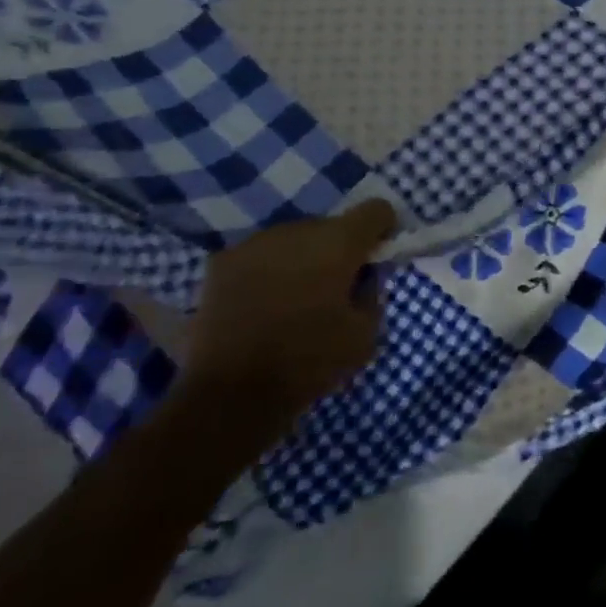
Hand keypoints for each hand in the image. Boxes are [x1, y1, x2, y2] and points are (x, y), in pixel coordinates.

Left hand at [179, 199, 397, 446]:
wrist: (228, 396)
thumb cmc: (307, 362)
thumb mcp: (366, 334)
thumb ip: (373, 293)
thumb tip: (366, 276)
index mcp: (339, 242)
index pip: (376, 210)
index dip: (383, 231)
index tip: (376, 258)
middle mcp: (298, 229)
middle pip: (332, 225)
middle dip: (338, 249)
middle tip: (333, 288)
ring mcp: (256, 243)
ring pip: (294, 239)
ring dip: (302, 259)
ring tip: (293, 298)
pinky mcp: (223, 262)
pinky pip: (260, 256)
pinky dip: (268, 271)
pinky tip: (261, 304)